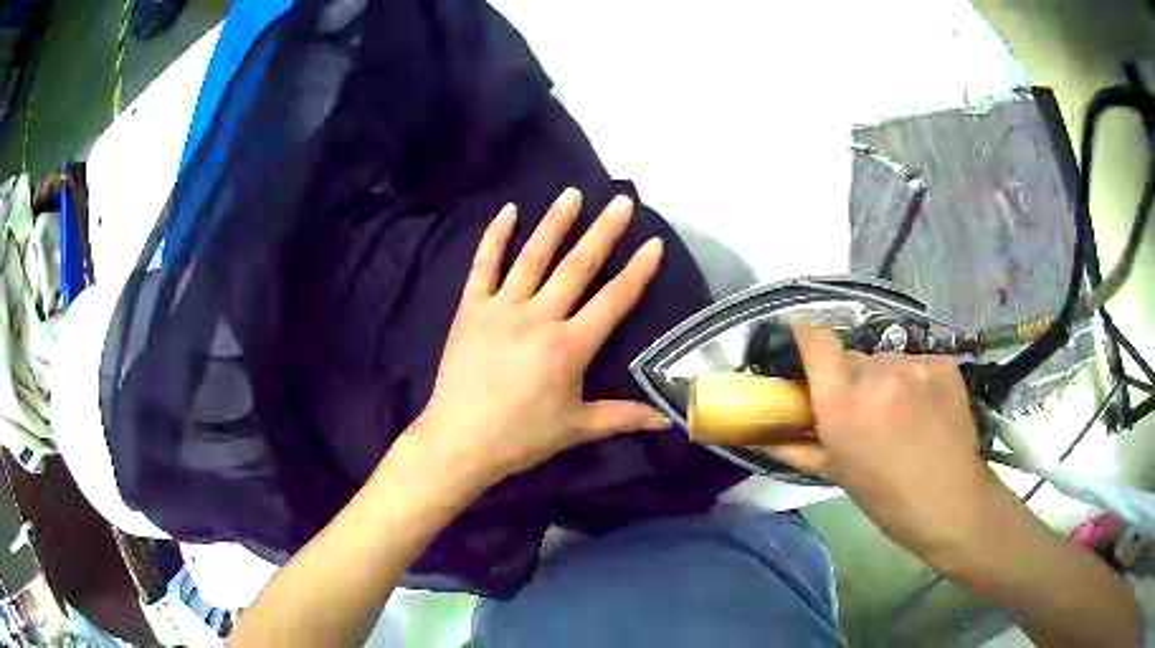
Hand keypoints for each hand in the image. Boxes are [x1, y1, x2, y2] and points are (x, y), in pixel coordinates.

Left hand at [409, 188, 669, 491]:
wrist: (460, 440)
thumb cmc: (521, 437)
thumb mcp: (577, 428)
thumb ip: (624, 417)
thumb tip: (667, 420)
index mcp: (569, 346)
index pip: (613, 300)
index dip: (637, 271)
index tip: (653, 242)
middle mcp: (539, 317)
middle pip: (577, 267)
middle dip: (603, 232)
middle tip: (621, 202)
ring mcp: (501, 309)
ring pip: (533, 257)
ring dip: (555, 223)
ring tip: (572, 194)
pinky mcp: (470, 309)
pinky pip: (483, 266)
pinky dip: (494, 237)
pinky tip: (508, 211)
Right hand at [761, 322, 999, 566]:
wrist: (949, 502)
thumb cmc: (885, 497)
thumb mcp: (835, 473)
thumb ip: (794, 445)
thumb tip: (756, 433)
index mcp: (841, 402)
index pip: (816, 340)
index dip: (807, 335)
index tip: (803, 338)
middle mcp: (876, 372)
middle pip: (854, 356)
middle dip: (853, 376)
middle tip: (866, 408)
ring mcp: (914, 364)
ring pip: (888, 360)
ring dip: (888, 378)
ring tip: (903, 412)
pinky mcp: (944, 363)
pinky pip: (919, 363)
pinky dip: (918, 380)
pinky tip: (928, 407)